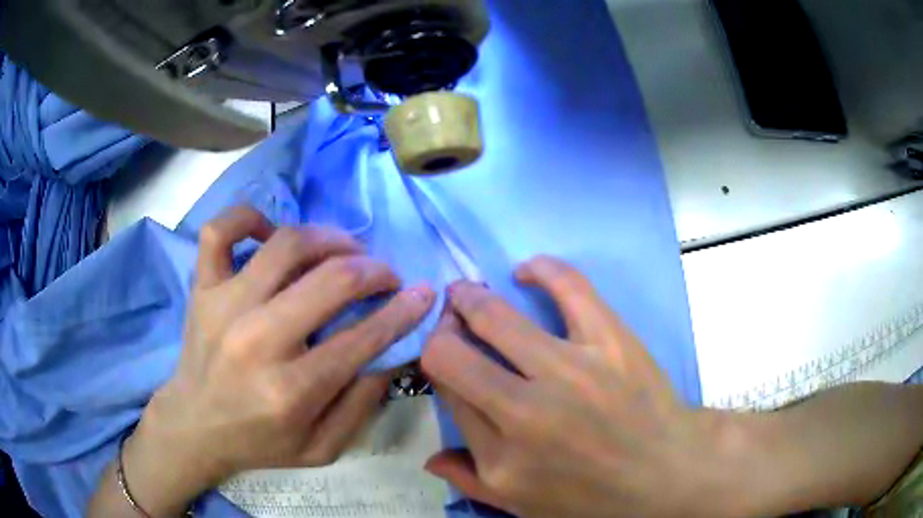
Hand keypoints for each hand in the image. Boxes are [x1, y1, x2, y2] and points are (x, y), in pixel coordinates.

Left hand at [123, 207, 434, 512]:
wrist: (194, 426)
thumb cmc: (259, 442)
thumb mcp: (322, 448)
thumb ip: (361, 405)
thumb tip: (390, 352)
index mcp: (291, 390)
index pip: (363, 338)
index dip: (402, 311)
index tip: (423, 293)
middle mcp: (258, 340)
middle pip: (330, 280)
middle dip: (374, 271)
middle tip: (385, 276)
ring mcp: (225, 305)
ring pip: (286, 244)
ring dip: (330, 239)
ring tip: (345, 250)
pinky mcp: (203, 288)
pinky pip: (221, 231)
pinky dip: (249, 217)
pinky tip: (271, 233)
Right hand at [421, 256, 731, 517]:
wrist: (669, 474)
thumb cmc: (596, 500)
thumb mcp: (524, 507)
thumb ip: (471, 481)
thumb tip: (430, 459)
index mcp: (501, 458)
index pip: (448, 394)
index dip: (439, 369)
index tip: (446, 359)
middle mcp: (526, 414)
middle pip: (454, 355)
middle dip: (443, 332)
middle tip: (451, 324)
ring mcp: (571, 372)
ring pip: (496, 317)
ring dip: (470, 299)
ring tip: (467, 294)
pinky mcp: (611, 341)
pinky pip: (568, 286)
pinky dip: (541, 269)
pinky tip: (526, 272)